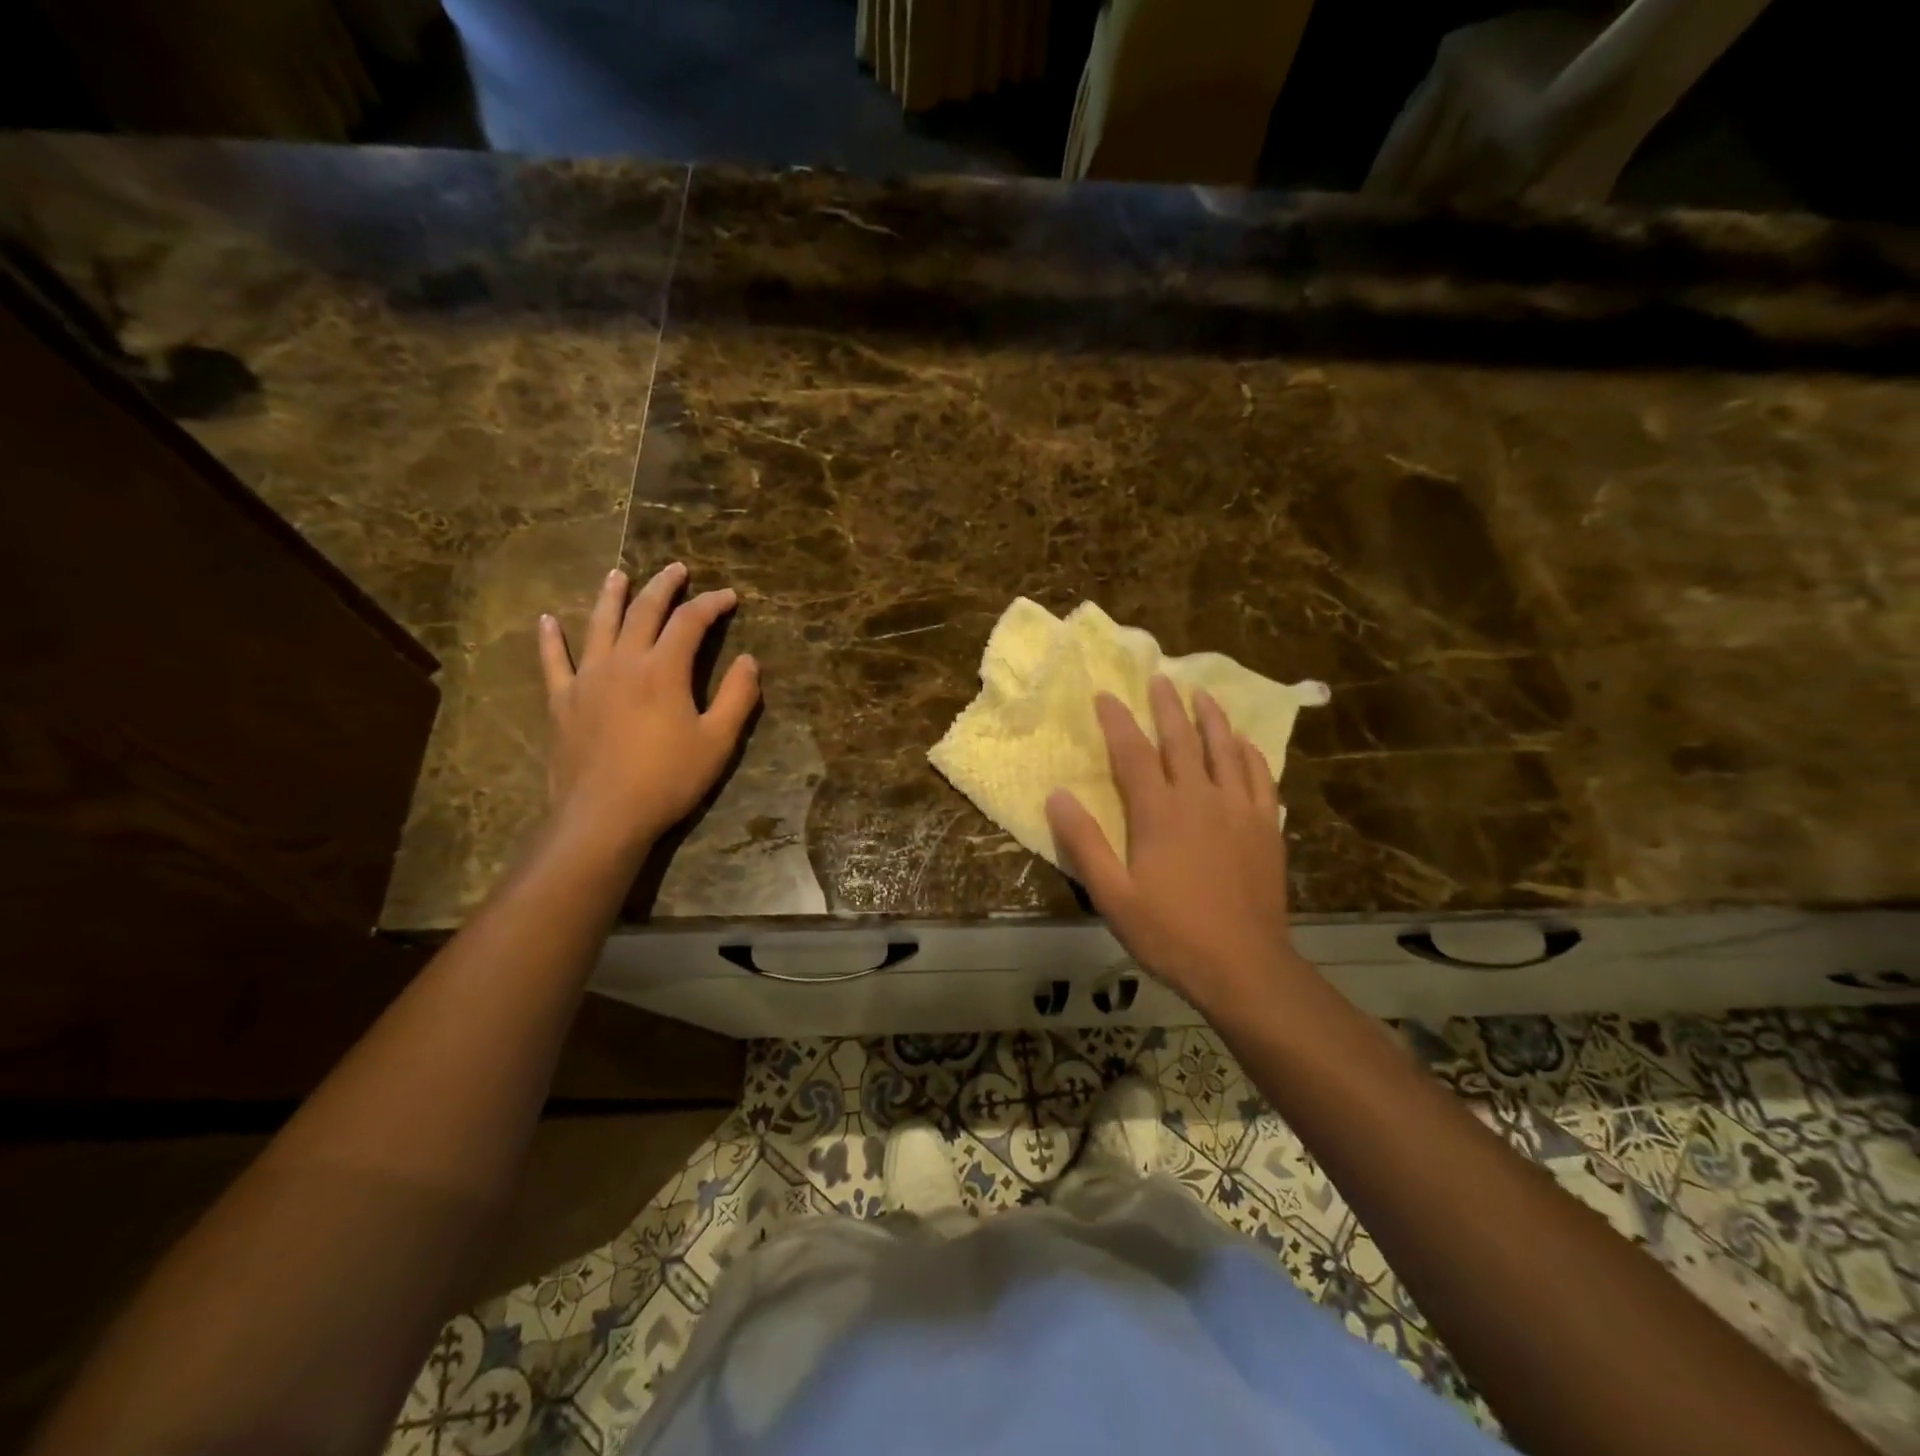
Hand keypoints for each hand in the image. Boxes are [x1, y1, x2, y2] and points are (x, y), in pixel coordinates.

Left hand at [538, 563, 758, 860]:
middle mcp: (623, 662)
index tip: (729, 596)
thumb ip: (738, 697)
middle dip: (663, 587)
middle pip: (643, 612)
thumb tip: (748, 661)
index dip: (712, 604)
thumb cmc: (668, 779)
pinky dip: (551, 639)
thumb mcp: (718, 741)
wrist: (604, 816)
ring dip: (611, 596)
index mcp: (663, 669)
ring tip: (619, 575)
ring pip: (599, 625)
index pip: (690, 622)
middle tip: (677, 569)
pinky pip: (553, 662)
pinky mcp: (562, 702)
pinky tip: (547, 621)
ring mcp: (587, 679)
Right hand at [1045, 676, 1306, 1017]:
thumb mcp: (1113, 896)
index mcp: (1159, 813)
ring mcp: (1239, 810)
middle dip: (1166, 706)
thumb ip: (1084, 843)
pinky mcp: (1267, 827)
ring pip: (1225, 749)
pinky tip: (1244, 743)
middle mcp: (1200, 799)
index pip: (1133, 753)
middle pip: (1182, 740)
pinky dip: (1250, 753)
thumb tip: (1057, 795)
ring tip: (1201, 693)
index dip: (1117, 721)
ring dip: (1211, 717)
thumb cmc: (1170, 933)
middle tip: (1159, 677)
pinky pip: (1260, 777)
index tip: (1105, 695)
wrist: (1244, 967)